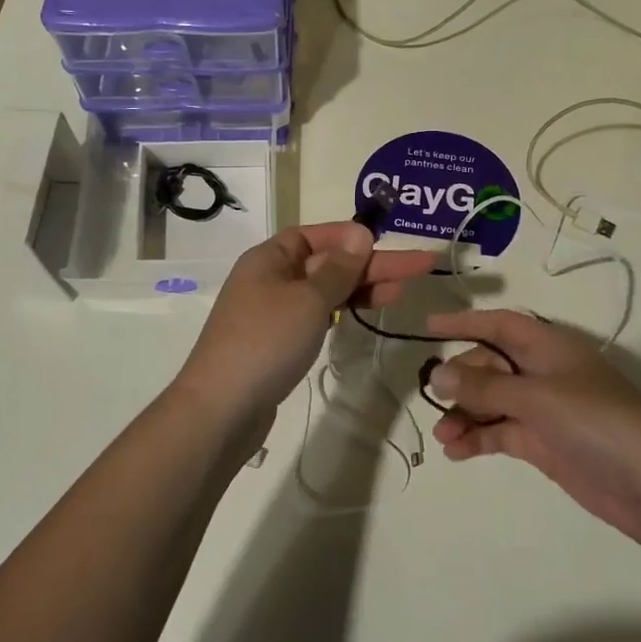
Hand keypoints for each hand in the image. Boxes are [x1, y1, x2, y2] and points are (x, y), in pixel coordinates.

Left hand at [173, 223, 434, 448]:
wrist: (221, 409)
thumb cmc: (266, 342)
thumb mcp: (308, 300)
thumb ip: (338, 268)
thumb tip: (360, 232)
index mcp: (269, 259)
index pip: (314, 235)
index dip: (350, 236)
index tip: (385, 241)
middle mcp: (269, 279)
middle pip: (325, 263)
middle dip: (370, 265)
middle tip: (419, 267)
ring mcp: (272, 313)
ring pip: (323, 291)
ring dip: (360, 288)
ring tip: (402, 292)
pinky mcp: (277, 343)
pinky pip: (315, 316)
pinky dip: (341, 312)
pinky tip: (364, 313)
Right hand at [425, 310, 640, 543]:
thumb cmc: (597, 423)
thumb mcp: (538, 397)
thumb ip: (485, 386)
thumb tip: (438, 373)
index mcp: (549, 347)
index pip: (499, 324)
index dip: (465, 322)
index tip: (428, 327)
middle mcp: (543, 372)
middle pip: (489, 365)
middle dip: (460, 380)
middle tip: (434, 399)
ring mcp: (543, 409)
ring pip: (491, 401)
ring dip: (465, 414)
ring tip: (443, 435)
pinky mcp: (543, 443)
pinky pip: (499, 432)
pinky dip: (477, 439)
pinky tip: (455, 451)